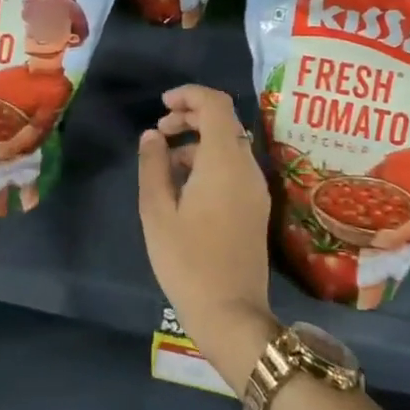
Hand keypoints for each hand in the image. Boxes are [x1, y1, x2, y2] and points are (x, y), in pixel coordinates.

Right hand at [136, 85, 276, 388]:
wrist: (231, 313)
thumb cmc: (187, 261)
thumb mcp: (157, 212)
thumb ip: (153, 165)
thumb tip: (153, 136)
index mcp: (224, 161)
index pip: (216, 104)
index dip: (189, 95)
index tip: (162, 106)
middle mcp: (247, 166)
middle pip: (225, 121)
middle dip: (191, 116)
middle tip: (160, 131)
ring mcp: (256, 187)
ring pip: (230, 144)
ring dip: (199, 140)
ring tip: (165, 162)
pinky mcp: (256, 206)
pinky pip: (235, 166)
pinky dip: (211, 160)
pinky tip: (185, 185)